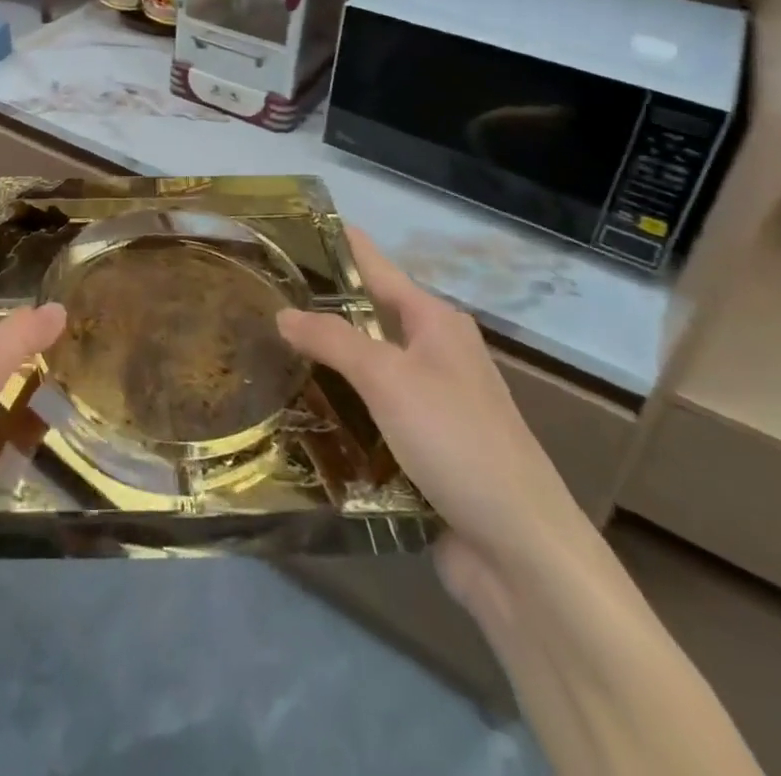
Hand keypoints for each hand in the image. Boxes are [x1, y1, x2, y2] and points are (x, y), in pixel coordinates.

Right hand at [276, 227, 592, 617]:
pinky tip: (295, 408)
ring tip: (263, 347)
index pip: (376, 266)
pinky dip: (337, 407)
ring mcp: (429, 402)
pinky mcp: (421, 446)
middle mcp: (434, 352)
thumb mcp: (389, 379)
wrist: (521, 552)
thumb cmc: (457, 442)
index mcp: (435, 321)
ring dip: (323, 361)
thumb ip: (333, 339)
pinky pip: (368, 412)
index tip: (289, 227)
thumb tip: (283, 312)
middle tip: (259, 294)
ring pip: (364, 367)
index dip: (337, 244)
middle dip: (318, 306)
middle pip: (367, 317)